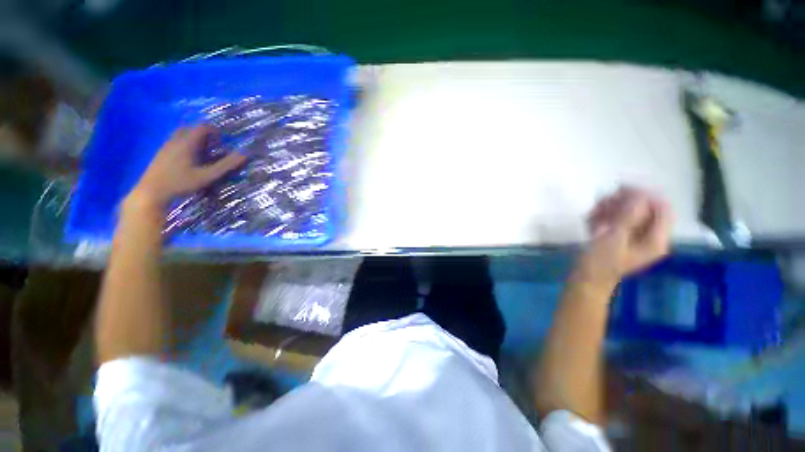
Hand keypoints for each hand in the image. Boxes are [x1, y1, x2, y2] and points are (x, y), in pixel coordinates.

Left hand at [127, 126, 245, 209]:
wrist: (151, 192)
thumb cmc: (181, 183)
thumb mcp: (207, 176)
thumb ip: (226, 165)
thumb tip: (244, 155)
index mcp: (187, 143)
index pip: (202, 127)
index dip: (214, 131)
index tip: (223, 140)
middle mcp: (175, 141)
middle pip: (190, 129)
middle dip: (203, 134)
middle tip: (214, 145)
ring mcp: (166, 146)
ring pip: (181, 135)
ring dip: (194, 139)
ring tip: (203, 152)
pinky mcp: (161, 154)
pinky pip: (175, 142)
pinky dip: (185, 145)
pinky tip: (190, 159)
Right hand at [576, 186, 672, 289]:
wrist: (585, 280)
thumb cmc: (600, 263)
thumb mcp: (614, 238)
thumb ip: (629, 216)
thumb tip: (638, 193)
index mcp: (656, 239)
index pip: (662, 208)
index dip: (644, 196)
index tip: (620, 190)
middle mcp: (649, 237)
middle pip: (644, 209)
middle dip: (623, 203)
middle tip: (601, 201)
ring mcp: (634, 238)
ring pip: (628, 214)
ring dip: (610, 209)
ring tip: (592, 212)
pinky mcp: (619, 239)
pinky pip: (616, 221)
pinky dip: (604, 217)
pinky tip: (590, 220)